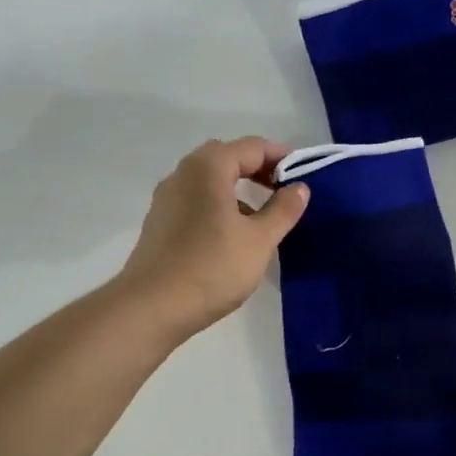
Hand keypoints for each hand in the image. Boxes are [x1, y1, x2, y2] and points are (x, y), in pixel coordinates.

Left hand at [118, 137, 309, 340]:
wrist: (152, 307)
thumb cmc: (212, 268)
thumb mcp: (259, 240)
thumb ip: (283, 210)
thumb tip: (299, 188)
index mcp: (208, 167)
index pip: (252, 147)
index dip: (281, 157)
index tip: (303, 175)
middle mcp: (182, 174)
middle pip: (227, 159)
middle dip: (257, 170)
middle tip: (283, 192)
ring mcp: (166, 199)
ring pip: (208, 182)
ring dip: (236, 191)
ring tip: (261, 219)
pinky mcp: (159, 223)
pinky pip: (195, 202)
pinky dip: (217, 207)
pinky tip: (231, 238)